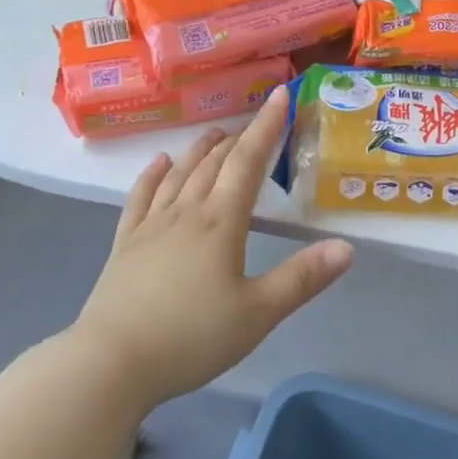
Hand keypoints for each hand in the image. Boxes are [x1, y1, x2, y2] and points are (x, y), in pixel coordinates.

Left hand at [72, 89, 354, 408]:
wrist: (111, 362)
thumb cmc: (190, 338)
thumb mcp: (257, 314)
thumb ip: (302, 278)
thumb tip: (346, 247)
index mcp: (220, 222)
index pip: (248, 161)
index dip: (267, 127)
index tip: (280, 95)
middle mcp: (186, 212)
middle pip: (215, 163)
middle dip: (238, 138)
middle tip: (254, 122)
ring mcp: (151, 225)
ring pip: (180, 174)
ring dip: (200, 150)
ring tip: (215, 133)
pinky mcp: (125, 244)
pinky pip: (140, 197)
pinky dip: (152, 175)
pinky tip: (159, 163)